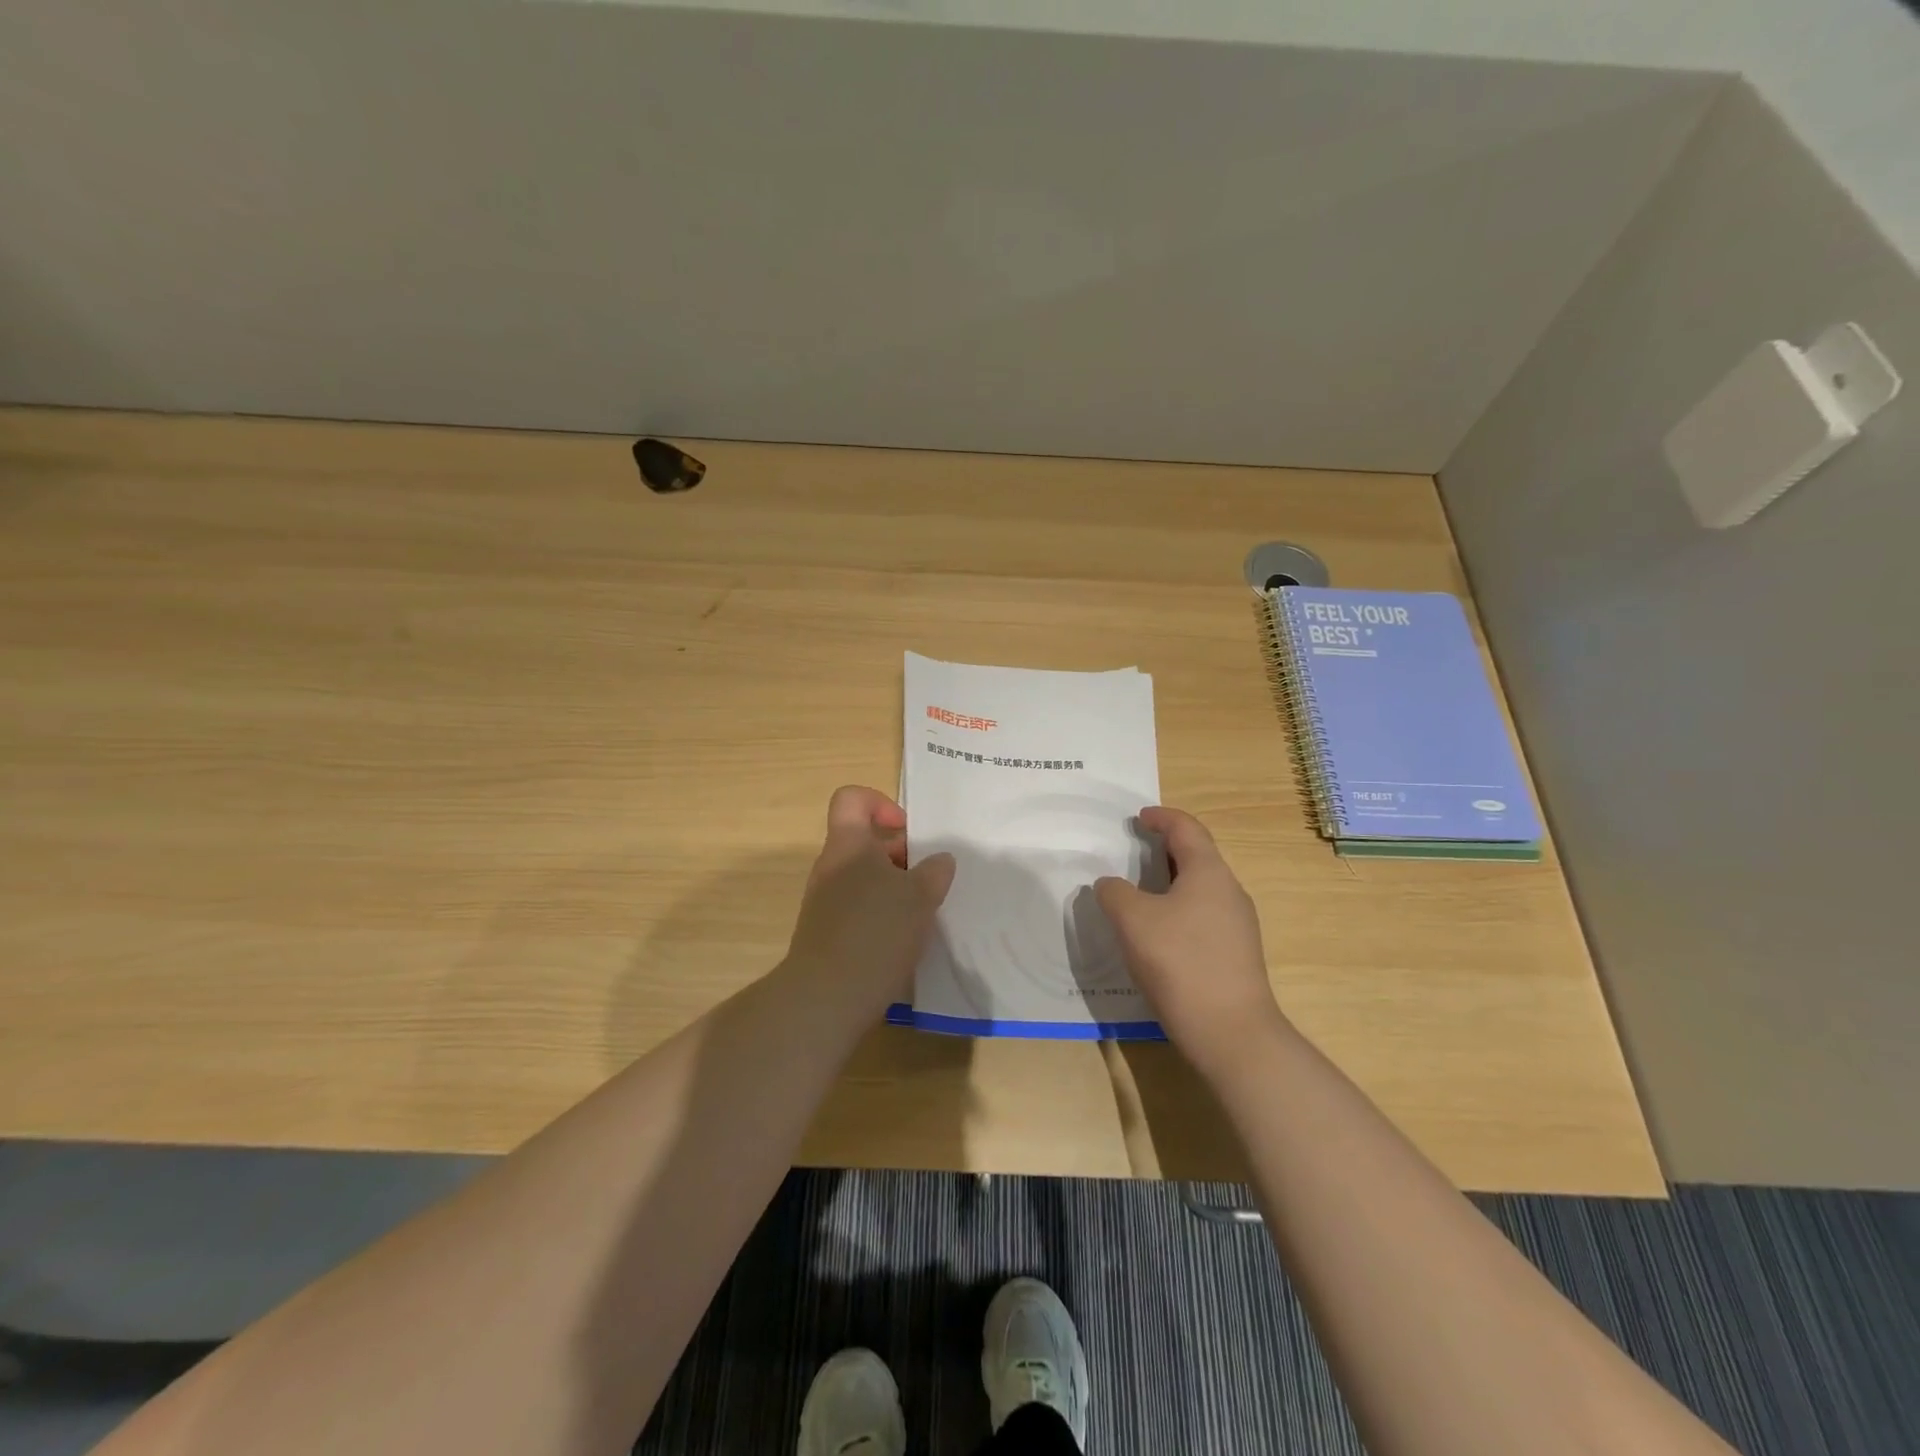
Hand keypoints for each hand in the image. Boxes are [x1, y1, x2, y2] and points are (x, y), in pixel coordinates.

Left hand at [783, 786, 955, 1014]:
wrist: (826, 998)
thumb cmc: (875, 932)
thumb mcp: (919, 897)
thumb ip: (934, 872)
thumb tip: (940, 860)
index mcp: (848, 845)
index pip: (852, 799)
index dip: (881, 804)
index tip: (908, 831)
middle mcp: (831, 867)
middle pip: (864, 841)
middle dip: (900, 853)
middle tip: (928, 877)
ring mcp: (825, 901)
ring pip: (864, 877)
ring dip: (894, 886)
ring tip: (922, 910)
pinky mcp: (828, 932)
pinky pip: (858, 907)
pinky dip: (882, 913)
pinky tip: (905, 938)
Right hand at [1096, 806, 1288, 1074]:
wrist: (1230, 1033)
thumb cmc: (1180, 962)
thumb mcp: (1133, 920)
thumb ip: (1115, 892)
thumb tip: (1110, 885)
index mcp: (1209, 872)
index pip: (1186, 828)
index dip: (1161, 817)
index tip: (1138, 818)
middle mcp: (1229, 892)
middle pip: (1197, 856)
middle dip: (1165, 849)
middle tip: (1133, 852)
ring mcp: (1238, 925)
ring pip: (1200, 889)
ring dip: (1170, 882)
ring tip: (1138, 893)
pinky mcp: (1236, 955)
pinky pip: (1203, 916)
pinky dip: (1178, 909)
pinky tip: (1157, 934)